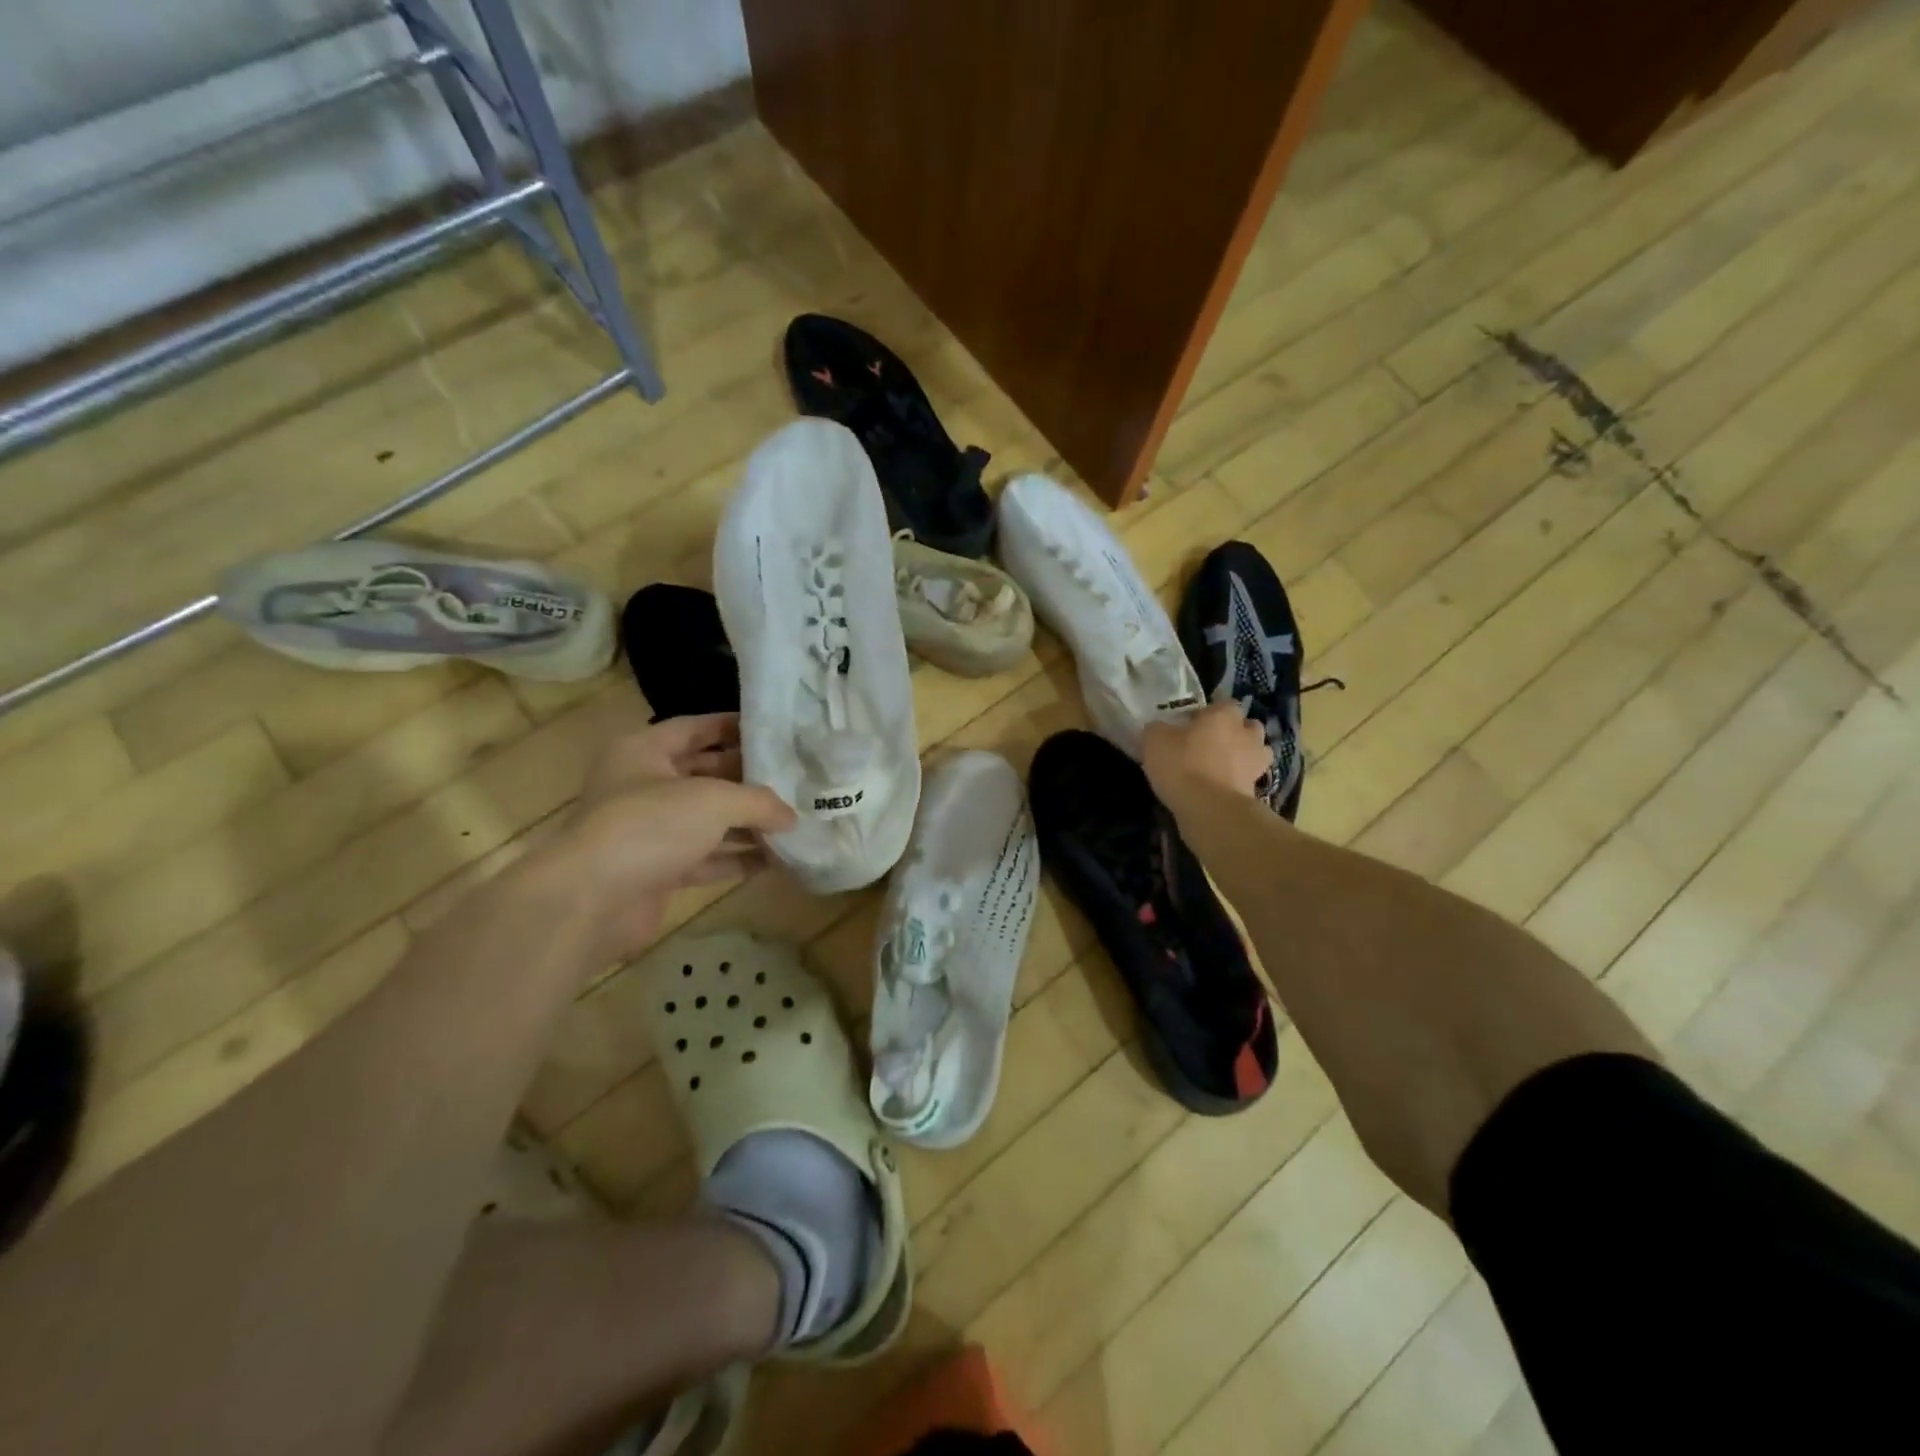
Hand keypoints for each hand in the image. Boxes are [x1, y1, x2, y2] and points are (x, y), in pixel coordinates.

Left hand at [542, 714, 795, 960]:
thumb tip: (793, 817)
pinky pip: (706, 858)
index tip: (774, 731)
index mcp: (644, 751)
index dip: (733, 727)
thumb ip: (759, 802)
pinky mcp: (658, 870)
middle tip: (794, 778)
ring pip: (708, 820)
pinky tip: (775, 859)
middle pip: (705, 774)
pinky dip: (737, 858)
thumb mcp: (713, 800)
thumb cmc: (649, 826)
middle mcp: (644, 786)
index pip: (695, 728)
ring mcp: (650, 831)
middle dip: (748, 779)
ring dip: (748, 823)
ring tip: (794, 821)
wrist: (590, 901)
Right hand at [1141, 702, 1269, 809]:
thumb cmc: (1183, 765)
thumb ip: (1158, 729)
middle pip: (1246, 726)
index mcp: (1224, 714)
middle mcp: (1247, 733)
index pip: (1223, 703)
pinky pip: (1248, 778)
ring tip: (1219, 767)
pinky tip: (1219, 787)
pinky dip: (1238, 780)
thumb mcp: (1155, 740)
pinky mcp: (1256, 789)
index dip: (1208, 713)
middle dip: (1233, 732)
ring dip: (1242, 756)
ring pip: (1254, 752)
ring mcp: (1257, 762)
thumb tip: (1159, 729)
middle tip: (1209, 743)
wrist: (1210, 809)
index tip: (1191, 724)